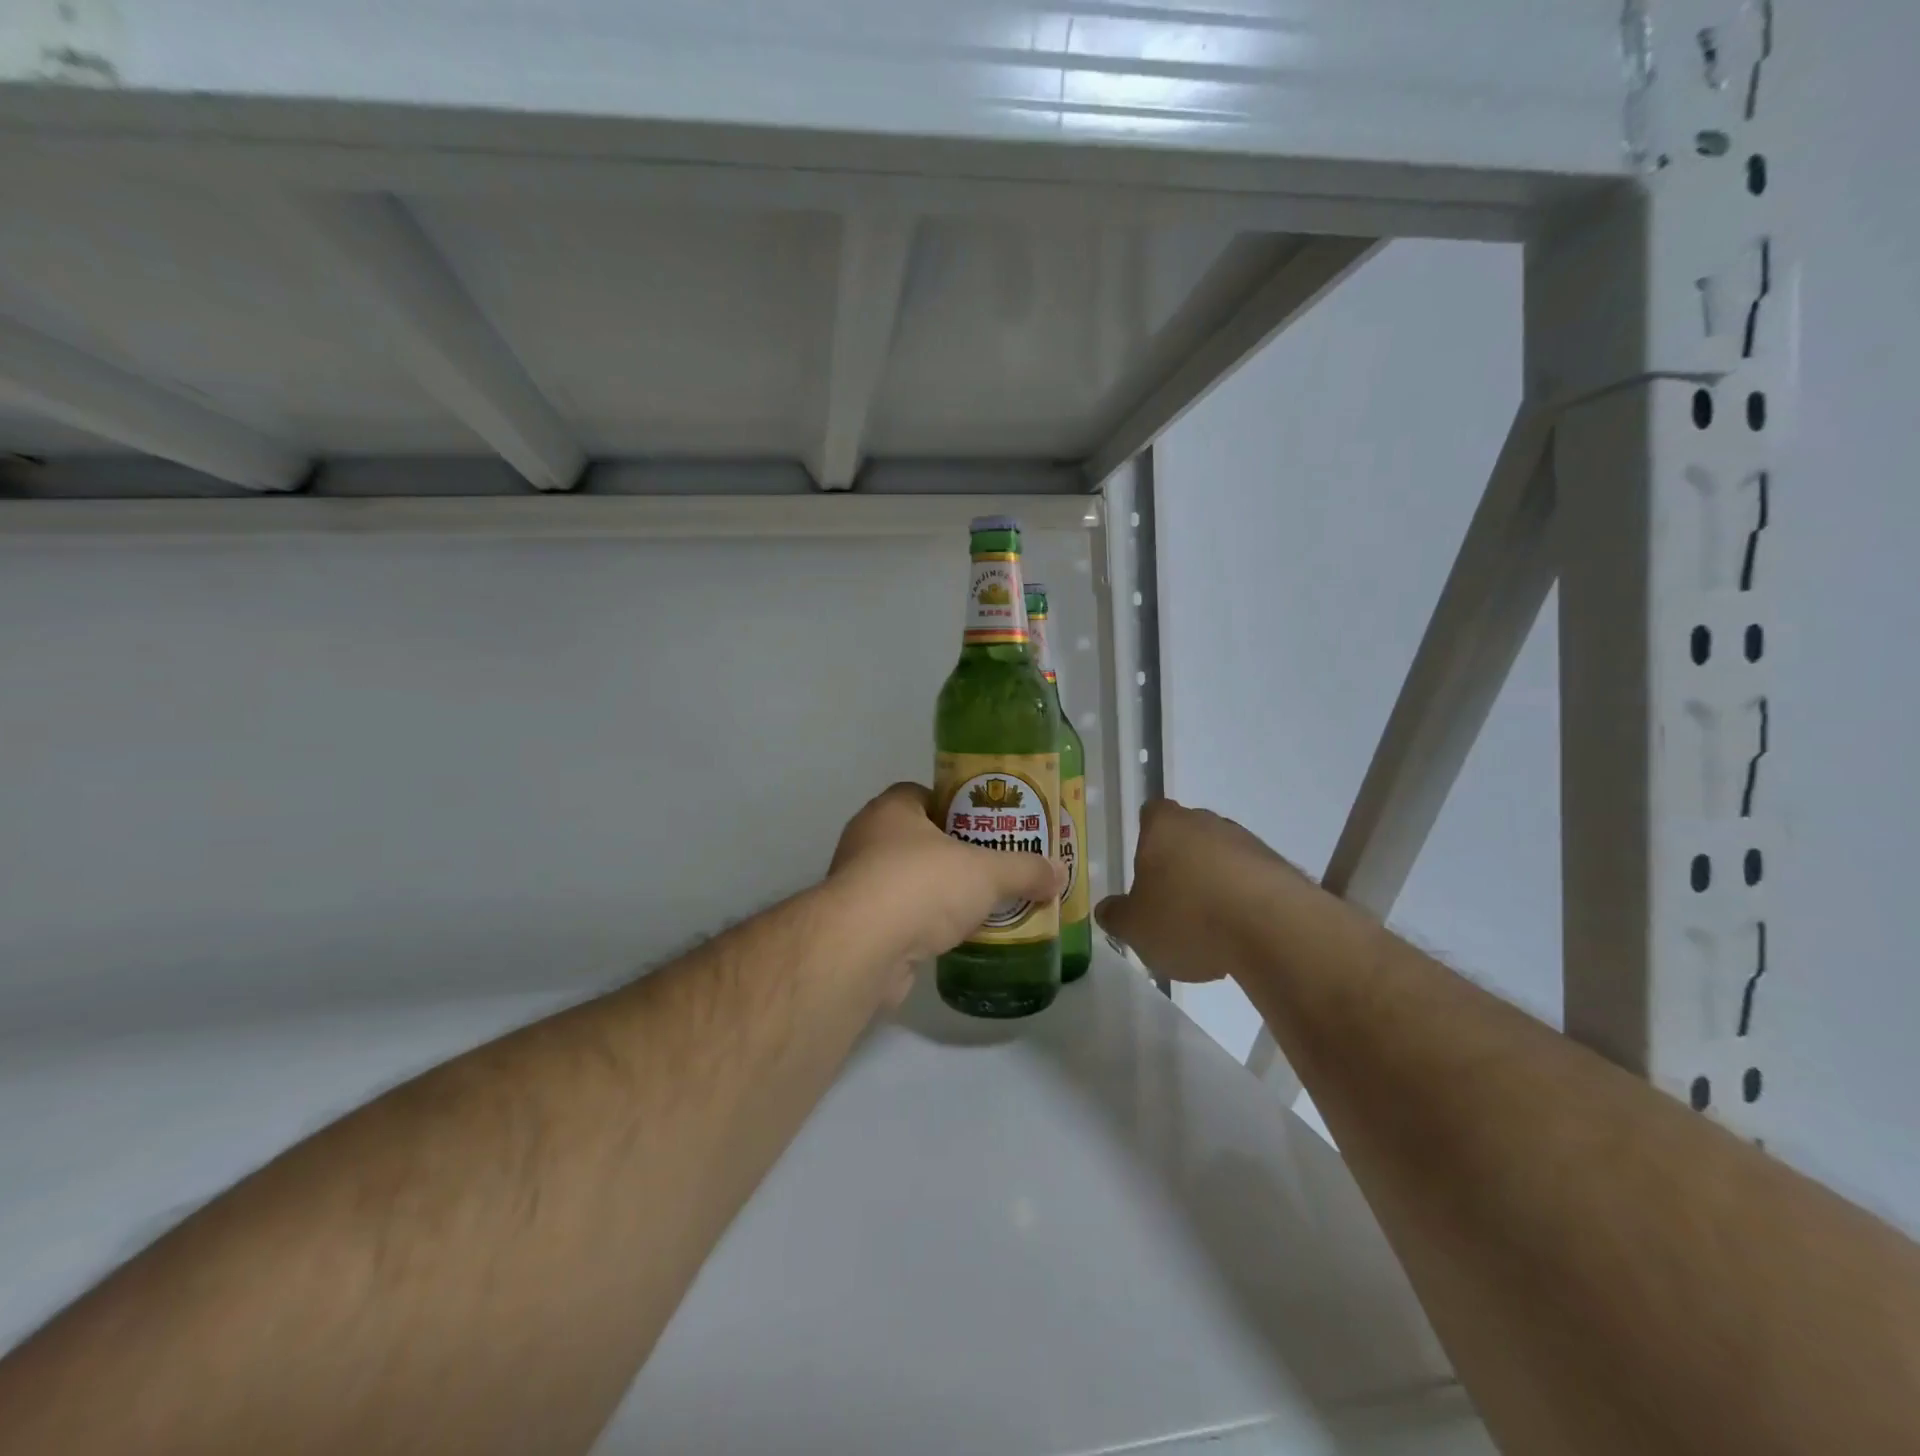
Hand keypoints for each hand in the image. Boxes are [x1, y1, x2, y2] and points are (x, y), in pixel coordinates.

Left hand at [830, 783, 1062, 969]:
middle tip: (995, 866)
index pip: (926, 794)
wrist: (863, 948)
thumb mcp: (986, 871)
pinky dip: (927, 925)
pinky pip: (902, 916)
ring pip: (911, 880)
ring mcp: (860, 884)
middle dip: (956, 853)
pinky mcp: (860, 926)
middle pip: (921, 839)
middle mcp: (868, 839)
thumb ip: (1024, 869)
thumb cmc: (922, 884)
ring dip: (941, 893)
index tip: (988, 826)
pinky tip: (957, 937)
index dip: (958, 806)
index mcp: (892, 809)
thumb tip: (1058, 873)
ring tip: (983, 904)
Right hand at [1096, 798, 1299, 983]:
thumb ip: (1117, 916)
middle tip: (1170, 902)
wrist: (1274, 929)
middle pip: (1188, 834)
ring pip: (1222, 857)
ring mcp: (1248, 843)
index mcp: (1165, 826)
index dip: (1146, 836)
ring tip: (1207, 929)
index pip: (1151, 813)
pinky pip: (1251, 881)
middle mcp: (1207, 822)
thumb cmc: (1188, 917)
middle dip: (1179, 862)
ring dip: (1214, 883)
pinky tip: (1238, 936)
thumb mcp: (1135, 927)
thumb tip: (1107, 909)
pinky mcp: (1281, 869)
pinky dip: (1243, 902)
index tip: (1144, 866)